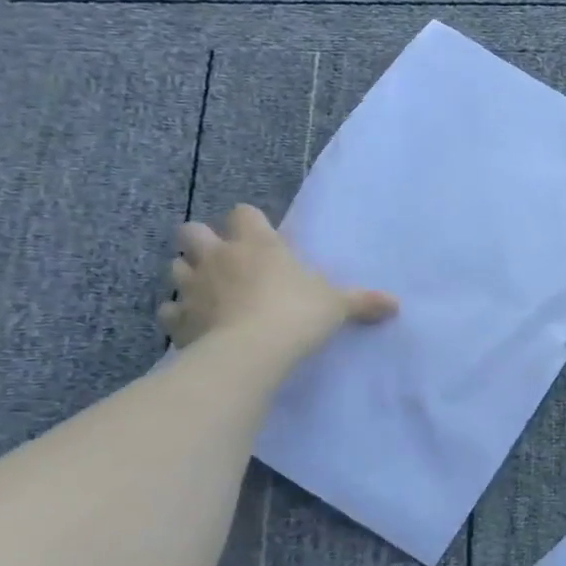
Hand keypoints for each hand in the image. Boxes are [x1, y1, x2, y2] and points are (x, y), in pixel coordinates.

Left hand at [157, 204, 396, 358]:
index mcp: (257, 243)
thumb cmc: (297, 314)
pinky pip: (170, 309)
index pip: (244, 213)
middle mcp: (218, 256)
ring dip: (189, 275)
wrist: (251, 353)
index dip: (250, 223)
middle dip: (202, 241)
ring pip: (175, 267)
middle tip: (224, 261)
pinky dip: (180, 314)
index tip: (263, 239)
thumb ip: (362, 301)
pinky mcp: (177, 318)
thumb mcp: (338, 305)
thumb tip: (395, 304)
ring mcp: (192, 286)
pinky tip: (197, 325)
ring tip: (209, 292)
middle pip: (191, 231)